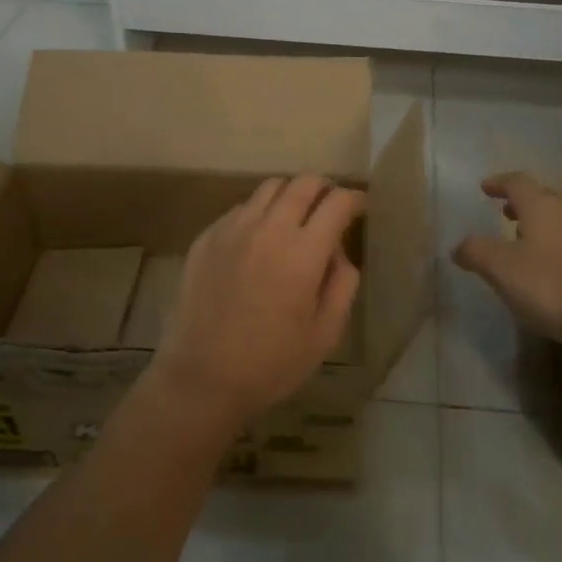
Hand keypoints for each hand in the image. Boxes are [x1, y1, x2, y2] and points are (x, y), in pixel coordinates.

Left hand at [146, 175, 365, 431]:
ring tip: (294, 219)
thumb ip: (342, 284)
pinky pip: (241, 208)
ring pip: (269, 187)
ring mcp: (232, 229)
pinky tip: (259, 241)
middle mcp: (268, 229)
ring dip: (291, 195)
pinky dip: (259, 213)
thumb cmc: (271, 363)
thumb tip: (339, 252)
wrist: (201, 379)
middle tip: (330, 208)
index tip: (360, 208)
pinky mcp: (206, 238)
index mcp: (302, 253)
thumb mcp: (325, 334)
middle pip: (303, 182)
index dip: (355, 199)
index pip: (337, 202)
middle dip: (324, 188)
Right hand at [452, 172, 561, 353]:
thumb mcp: (503, 269)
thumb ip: (477, 253)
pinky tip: (549, 271)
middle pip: (542, 199)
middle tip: (503, 213)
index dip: (499, 182)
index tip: (484, 187)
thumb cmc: (554, 284)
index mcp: (543, 206)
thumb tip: (458, 245)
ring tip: (523, 244)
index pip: (517, 181)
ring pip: (560, 221)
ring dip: (539, 227)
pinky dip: (555, 247)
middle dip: (520, 205)